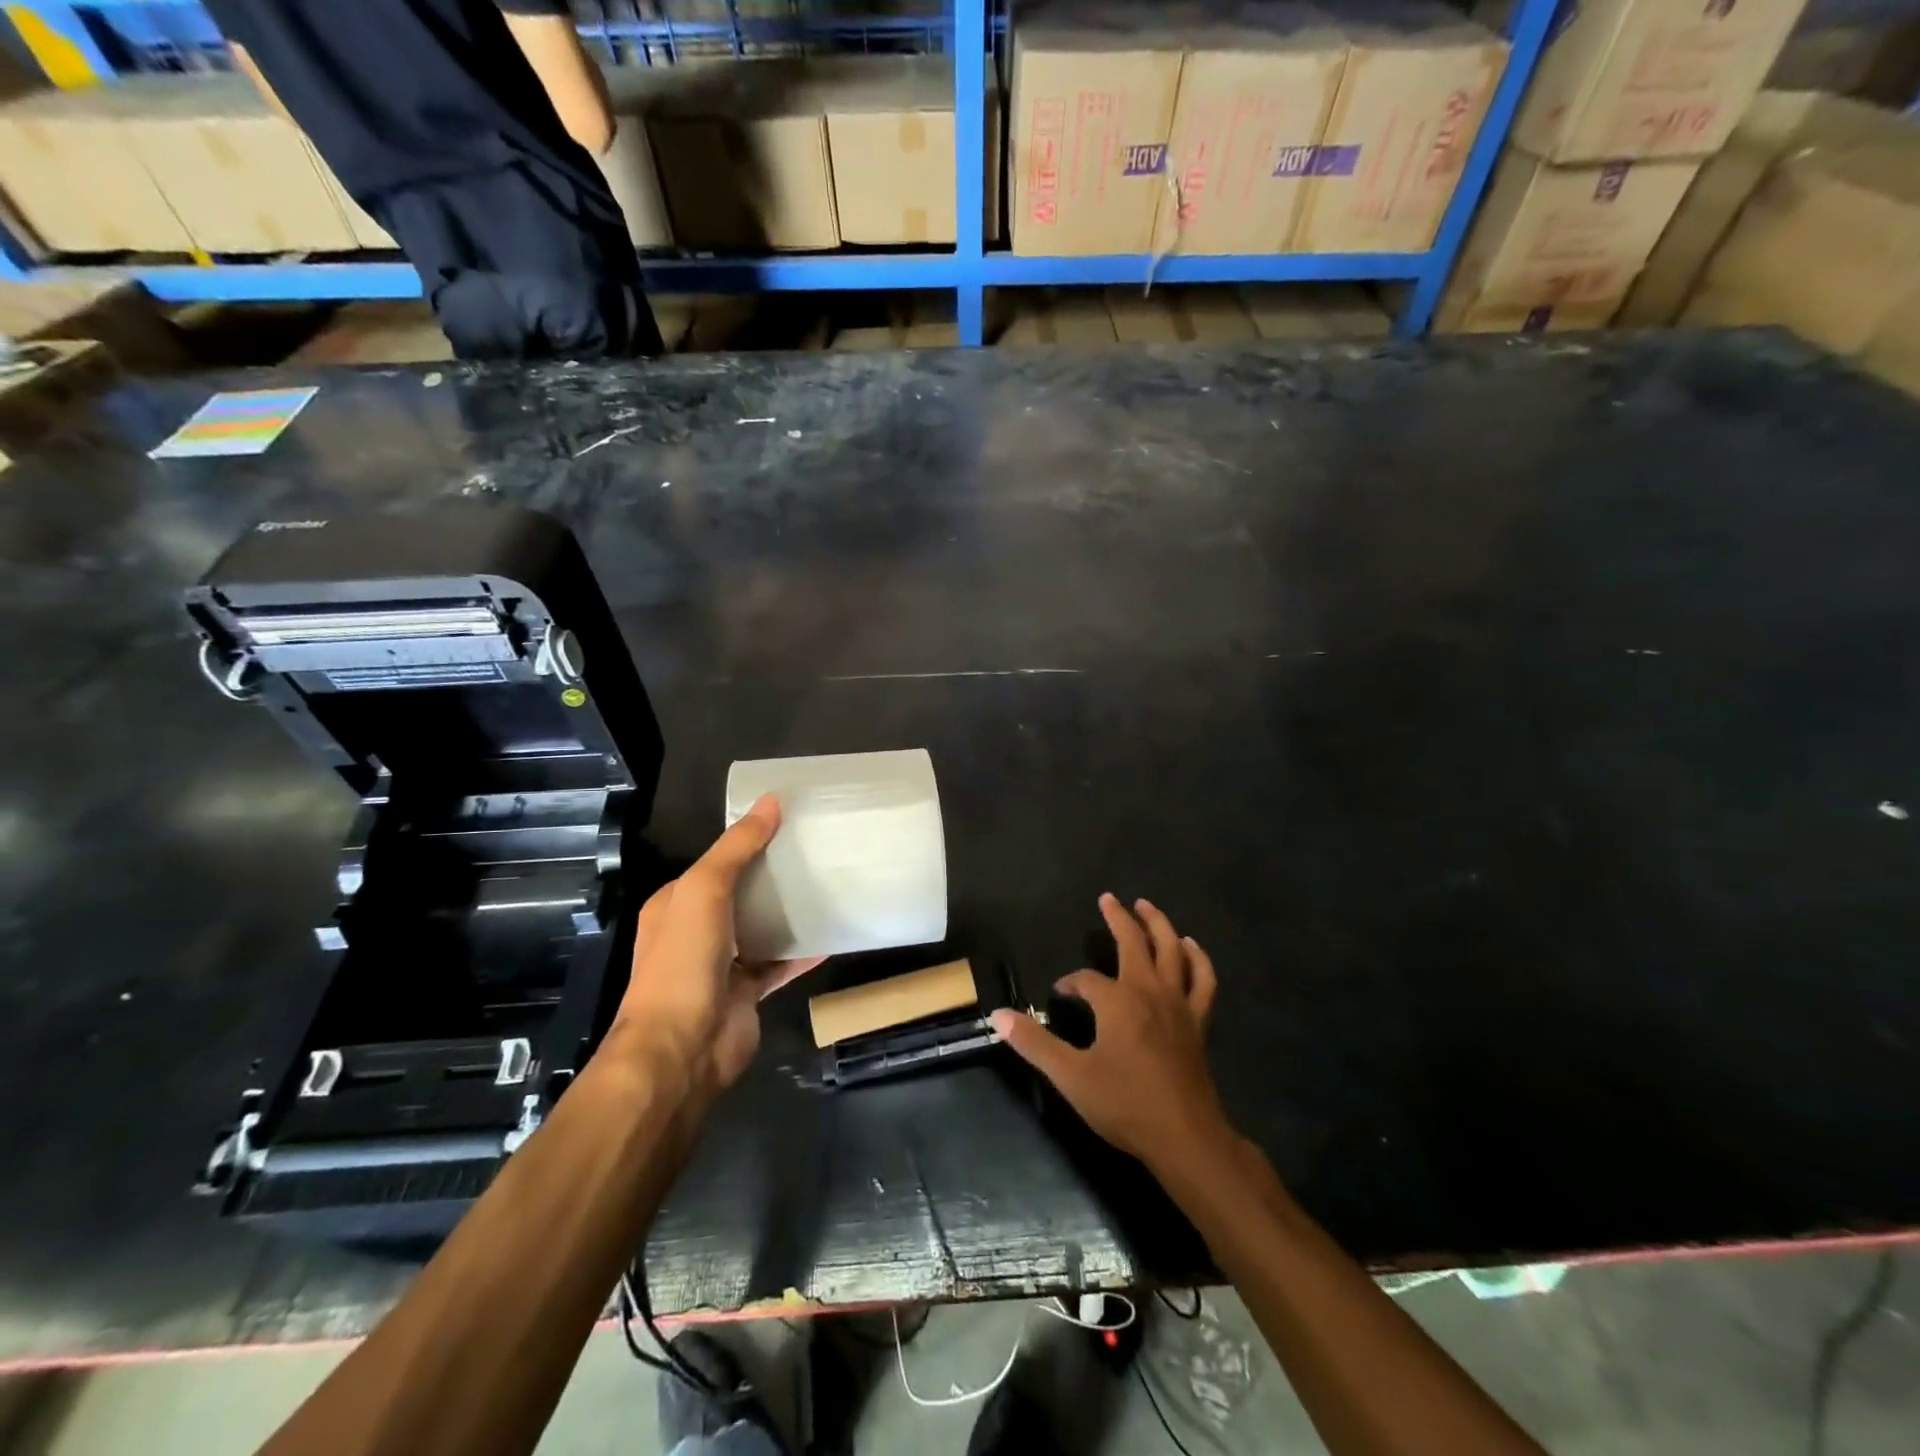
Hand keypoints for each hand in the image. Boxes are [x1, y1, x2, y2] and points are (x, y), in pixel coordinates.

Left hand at [610, 795, 819, 1098]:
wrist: (682, 1049)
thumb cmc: (684, 960)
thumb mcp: (704, 889)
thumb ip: (737, 847)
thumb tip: (772, 801)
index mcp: (677, 903)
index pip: (717, 862)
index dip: (748, 841)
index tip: (790, 822)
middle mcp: (696, 931)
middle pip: (742, 893)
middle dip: (774, 875)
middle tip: (818, 851)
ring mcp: (722, 964)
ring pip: (761, 928)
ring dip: (789, 912)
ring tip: (829, 885)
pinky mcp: (747, 992)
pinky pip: (780, 963)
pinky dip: (802, 950)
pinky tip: (832, 934)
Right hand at [992, 894, 1227, 1170]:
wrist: (1185, 1137)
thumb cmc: (1125, 1104)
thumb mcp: (1071, 1076)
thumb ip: (1035, 1043)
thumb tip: (999, 1016)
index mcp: (1117, 1001)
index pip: (1086, 980)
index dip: (1070, 984)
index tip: (1060, 995)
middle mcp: (1149, 991)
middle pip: (1134, 943)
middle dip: (1119, 919)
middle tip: (1108, 898)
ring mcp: (1179, 1004)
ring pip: (1172, 951)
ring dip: (1159, 925)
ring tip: (1147, 906)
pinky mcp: (1198, 1021)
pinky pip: (1203, 980)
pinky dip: (1198, 959)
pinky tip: (1191, 946)